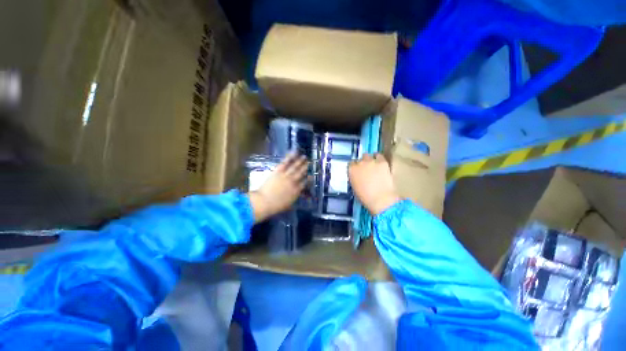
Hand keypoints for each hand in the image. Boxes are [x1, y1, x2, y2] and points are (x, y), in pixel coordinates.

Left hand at [248, 153, 307, 222]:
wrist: (264, 202)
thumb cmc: (276, 206)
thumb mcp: (288, 204)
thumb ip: (294, 197)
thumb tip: (297, 194)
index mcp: (296, 191)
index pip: (305, 183)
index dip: (308, 179)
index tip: (311, 175)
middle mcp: (293, 181)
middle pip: (301, 173)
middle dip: (305, 167)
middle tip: (309, 162)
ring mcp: (286, 175)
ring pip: (295, 167)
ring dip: (300, 161)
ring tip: (304, 157)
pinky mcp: (278, 171)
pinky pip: (286, 162)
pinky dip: (290, 157)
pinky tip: (294, 152)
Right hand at [348, 154, 400, 214]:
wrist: (381, 199)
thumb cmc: (365, 197)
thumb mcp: (355, 187)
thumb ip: (354, 178)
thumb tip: (357, 176)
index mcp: (351, 170)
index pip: (351, 164)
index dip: (354, 167)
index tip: (357, 171)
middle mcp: (360, 163)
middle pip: (360, 159)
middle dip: (362, 163)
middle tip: (366, 169)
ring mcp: (371, 161)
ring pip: (368, 155)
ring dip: (369, 159)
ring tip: (373, 165)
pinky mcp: (382, 162)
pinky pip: (379, 156)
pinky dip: (378, 158)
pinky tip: (380, 163)